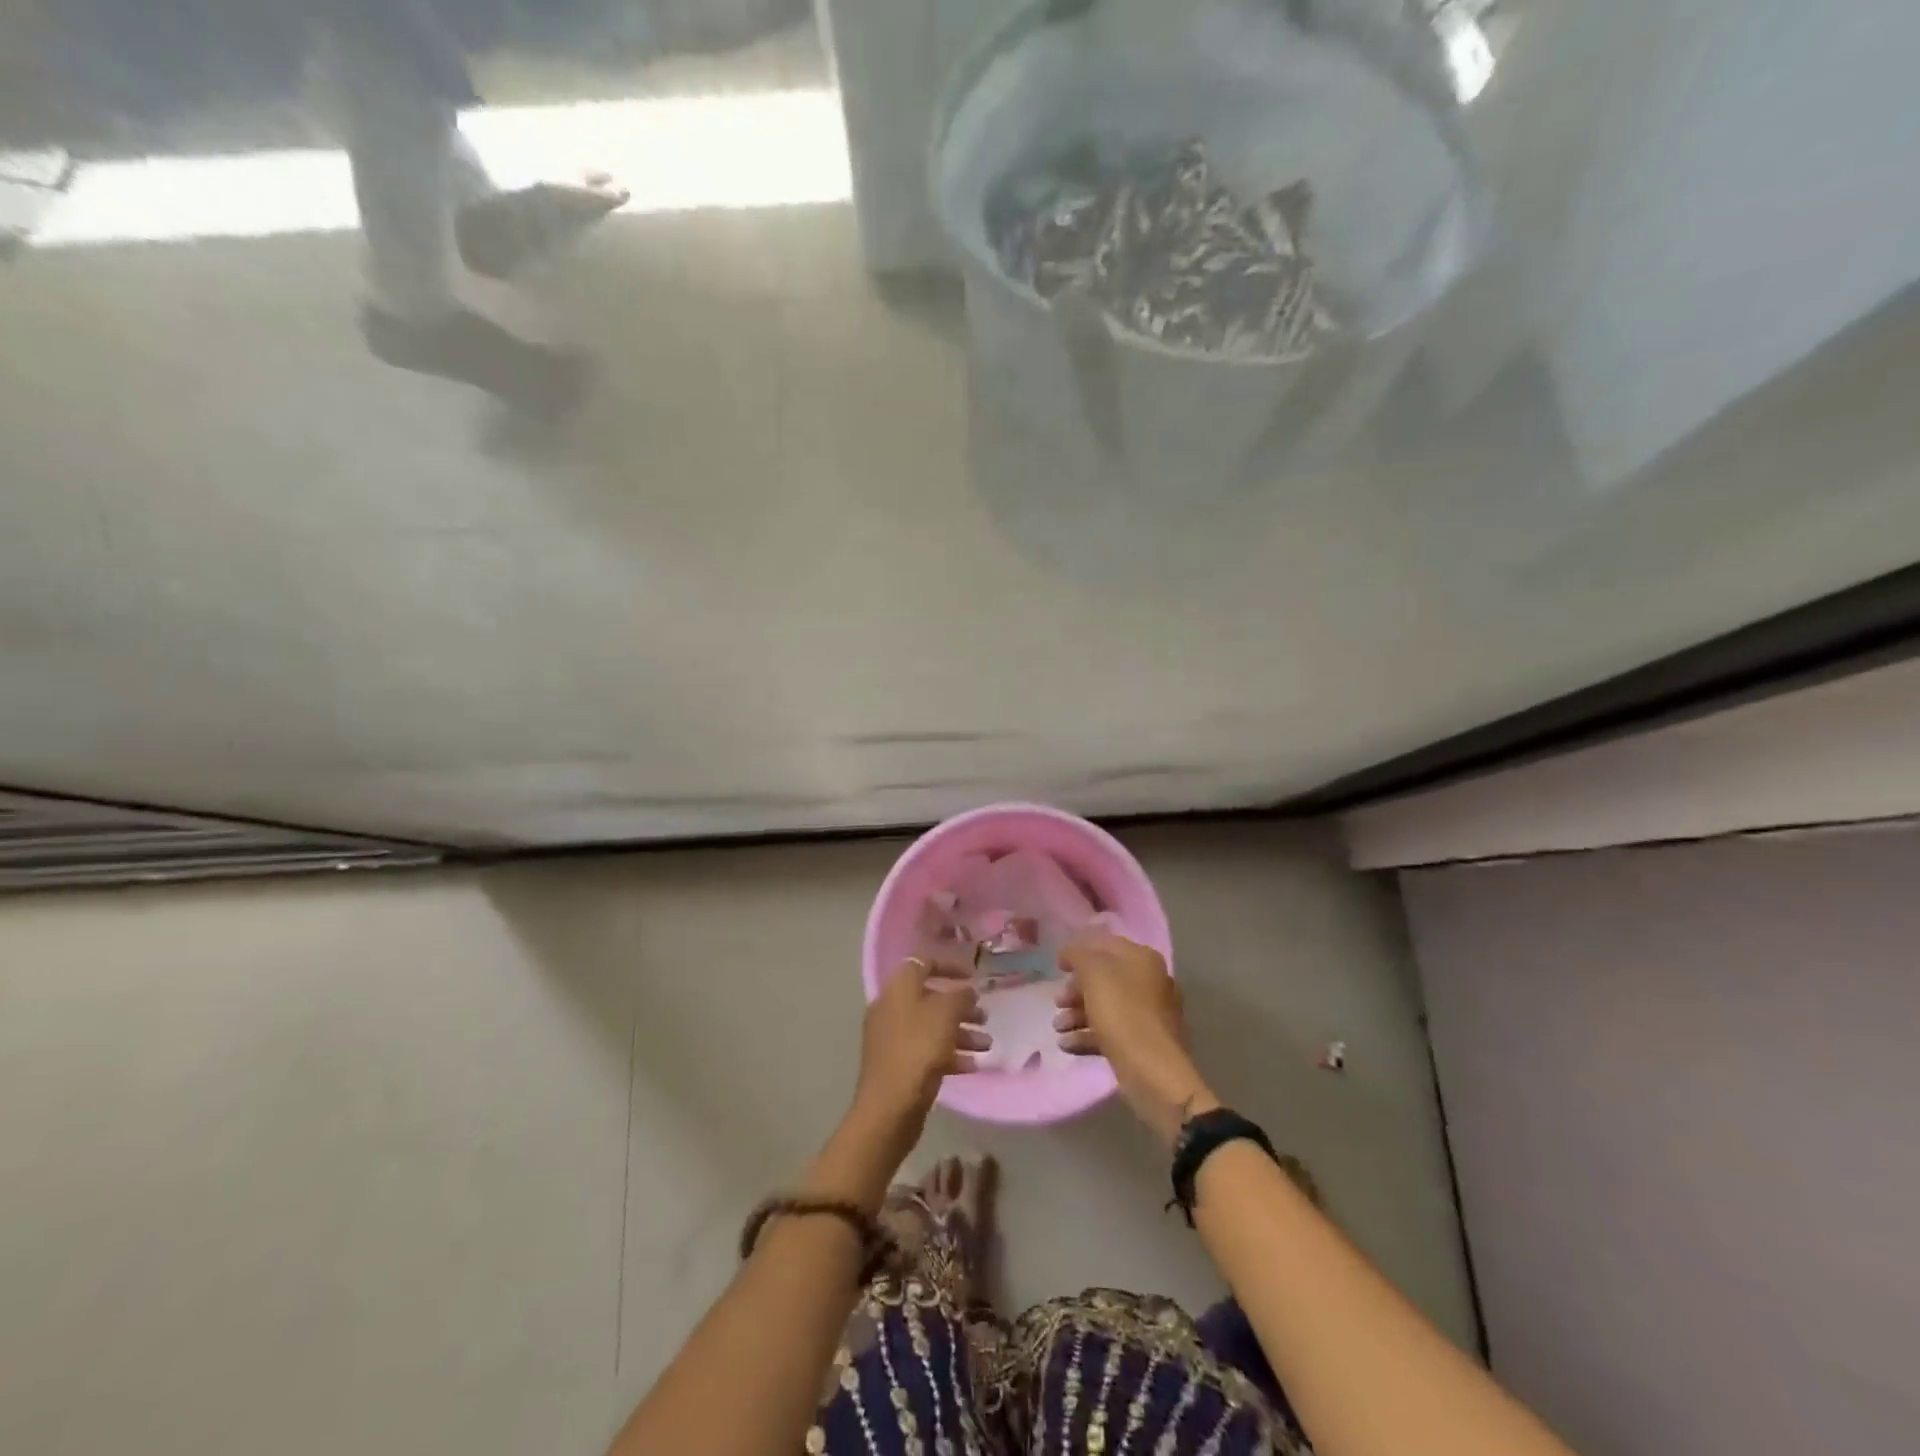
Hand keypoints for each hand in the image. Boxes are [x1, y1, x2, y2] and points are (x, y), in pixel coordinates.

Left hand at [852, 958, 989, 1143]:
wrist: (890, 1106)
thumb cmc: (919, 1049)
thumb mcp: (946, 1014)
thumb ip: (960, 996)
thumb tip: (966, 992)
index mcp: (898, 989)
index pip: (923, 963)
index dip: (949, 966)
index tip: (973, 976)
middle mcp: (892, 1009)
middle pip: (930, 999)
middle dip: (961, 1007)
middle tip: (984, 1017)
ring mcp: (893, 1038)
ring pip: (932, 1027)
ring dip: (961, 1033)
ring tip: (986, 1045)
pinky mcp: (898, 1065)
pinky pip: (927, 1051)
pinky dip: (950, 1054)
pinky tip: (972, 1066)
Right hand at [1055, 932, 1216, 1145]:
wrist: (1152, 1070)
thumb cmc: (1122, 1012)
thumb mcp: (1094, 974)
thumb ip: (1078, 955)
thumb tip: (1070, 952)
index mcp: (1142, 959)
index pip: (1104, 944)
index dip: (1078, 951)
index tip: (1057, 966)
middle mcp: (1148, 981)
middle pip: (1103, 978)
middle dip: (1075, 990)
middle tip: (1057, 1002)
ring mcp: (1147, 1013)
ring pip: (1105, 1006)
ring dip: (1077, 1015)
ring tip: (1058, 1028)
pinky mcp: (1141, 1041)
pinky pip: (1110, 1031)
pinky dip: (1087, 1035)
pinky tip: (1067, 1045)